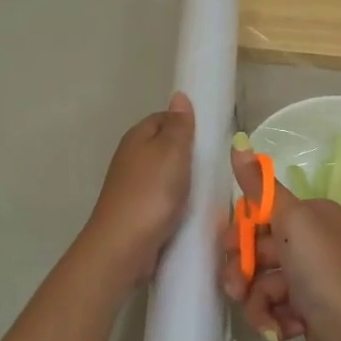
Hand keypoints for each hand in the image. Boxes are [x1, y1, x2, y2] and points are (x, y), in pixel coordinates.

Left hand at [81, 93, 194, 287]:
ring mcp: (133, 186)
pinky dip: (179, 202)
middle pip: (166, 147)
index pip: (165, 118)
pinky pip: (164, 199)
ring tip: (211, 189)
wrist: (124, 246)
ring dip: (185, 181)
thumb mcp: (172, 151)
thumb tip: (179, 95)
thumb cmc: (151, 192)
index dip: (188, 124)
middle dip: (189, 155)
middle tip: (216, 165)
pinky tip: (194, 210)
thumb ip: (179, 125)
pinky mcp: (138, 212)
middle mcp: (132, 157)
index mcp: (137, 137)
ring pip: (166, 175)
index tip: (213, 137)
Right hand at [219, 149, 340, 340]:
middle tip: (237, 288)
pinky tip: (285, 330)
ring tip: (270, 318)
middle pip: (255, 249)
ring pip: (259, 282)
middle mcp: (312, 242)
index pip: (260, 213)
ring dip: (257, 302)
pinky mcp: (305, 311)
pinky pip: (271, 307)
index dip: (239, 232)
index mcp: (312, 215)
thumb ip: (261, 186)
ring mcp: (308, 278)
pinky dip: (273, 319)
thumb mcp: (292, 221)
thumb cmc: (324, 273)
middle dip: (242, 272)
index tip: (228, 246)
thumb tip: (238, 142)